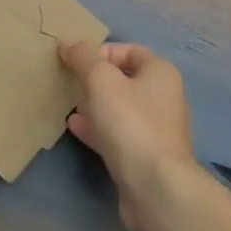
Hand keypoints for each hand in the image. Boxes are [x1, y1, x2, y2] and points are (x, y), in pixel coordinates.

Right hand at [60, 41, 198, 230]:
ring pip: (119, 108)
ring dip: (93, 104)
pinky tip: (74, 127)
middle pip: (123, 79)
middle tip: (68, 82)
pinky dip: (97, 128)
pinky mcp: (144, 156)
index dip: (101, 51)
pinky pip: (117, 134)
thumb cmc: (131, 123)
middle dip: (94, 79)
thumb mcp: (101, 81)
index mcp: (160, 73)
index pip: (129, 50)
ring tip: (67, 103)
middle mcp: (163, 97)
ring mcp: (155, 129)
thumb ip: (84, 58)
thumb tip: (68, 43)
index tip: (75, 62)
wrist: (155, 187)